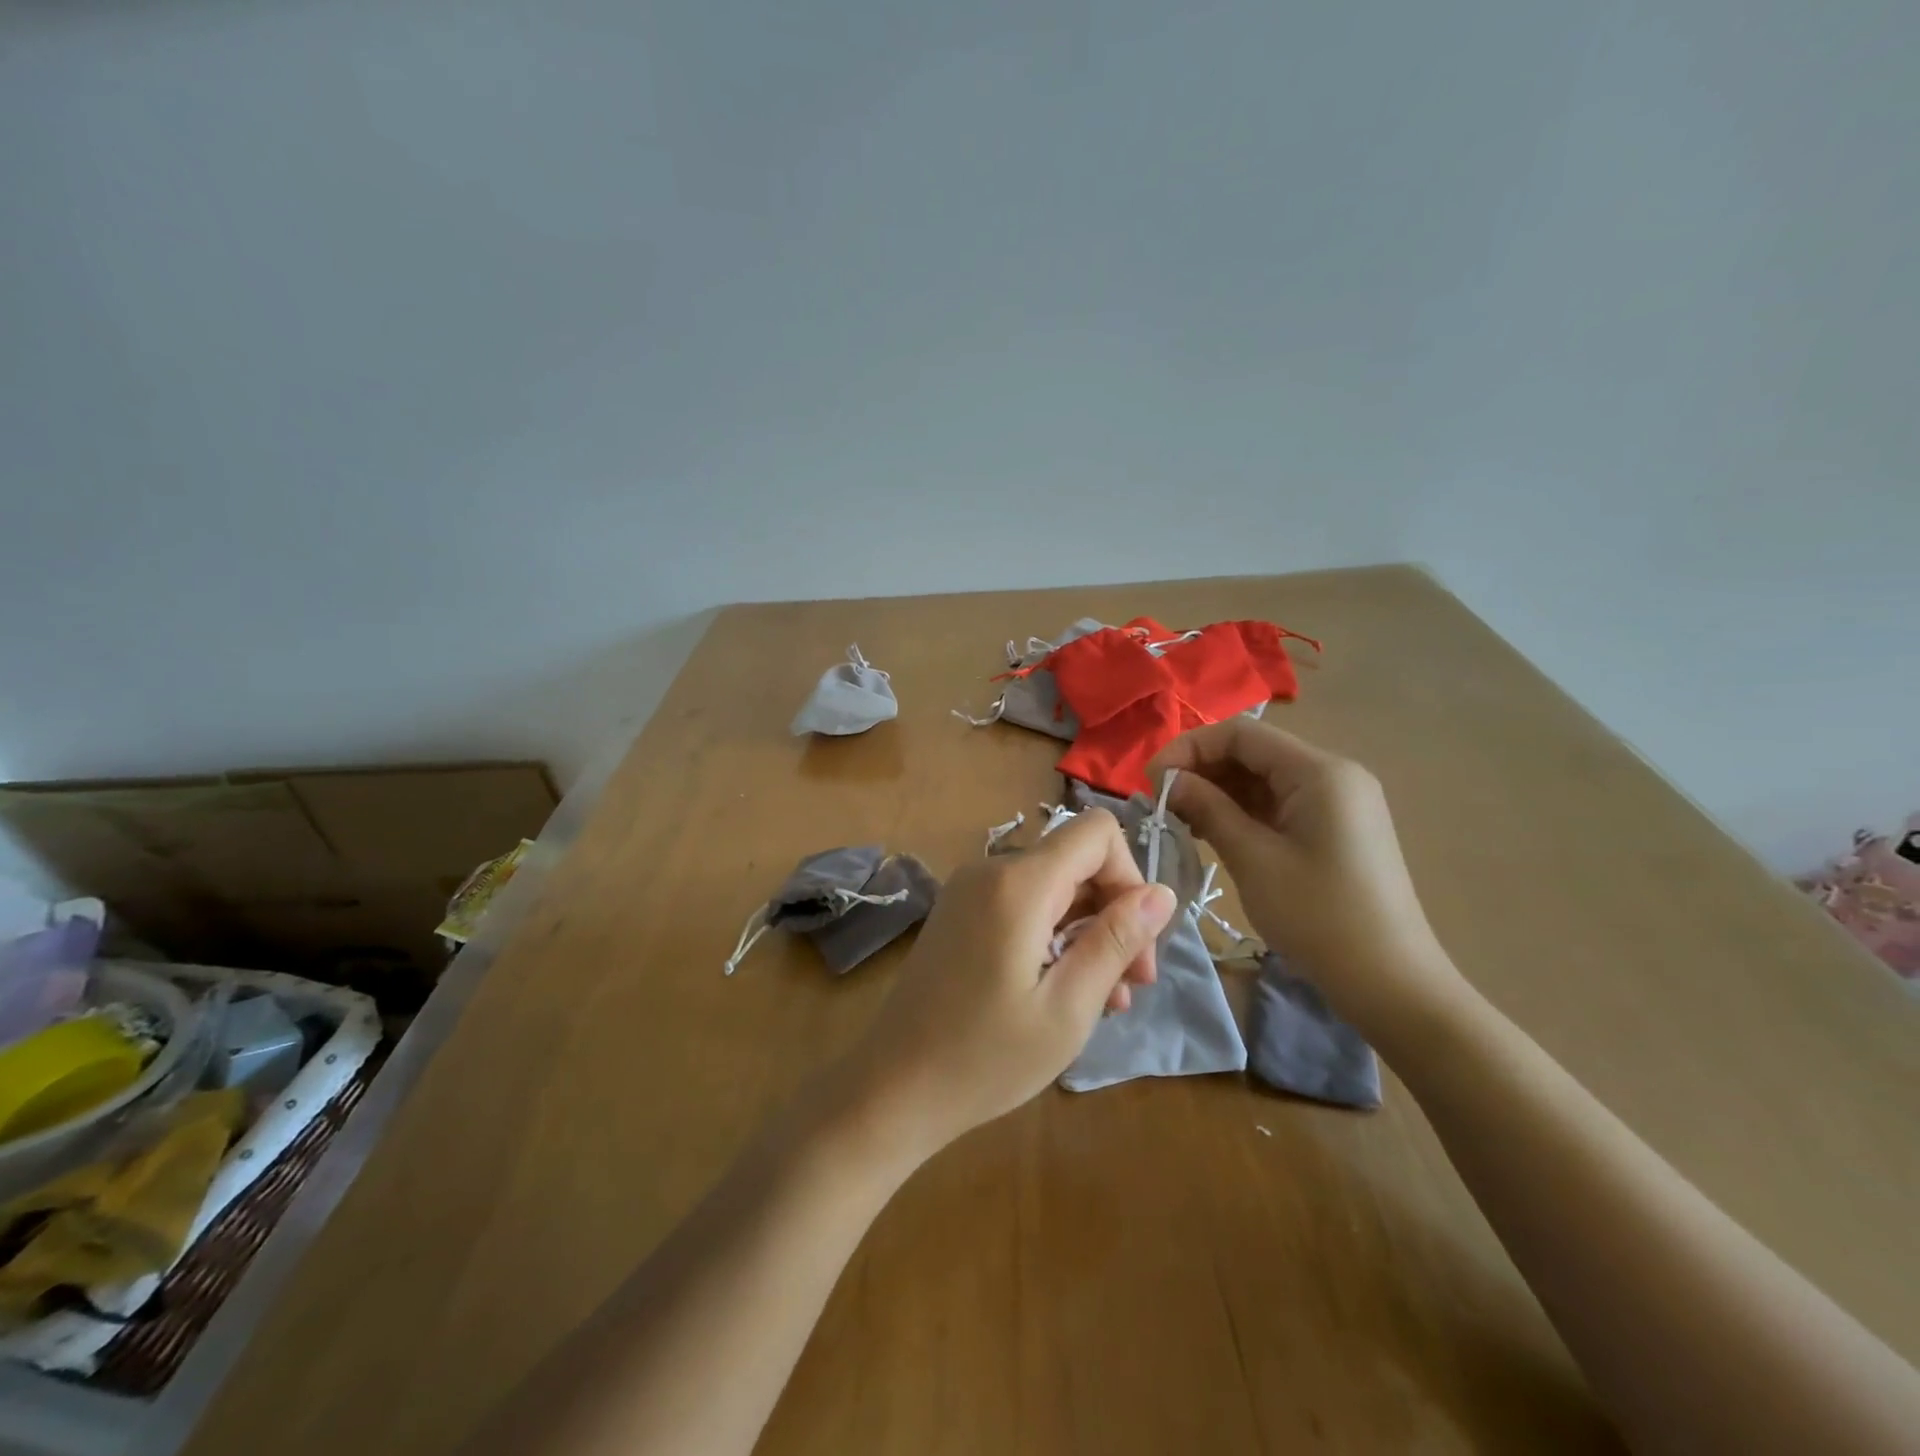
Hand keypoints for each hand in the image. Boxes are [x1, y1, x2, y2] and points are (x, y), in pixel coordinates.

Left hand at [824, 810, 1176, 1165]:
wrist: (893, 1086)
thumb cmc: (984, 1058)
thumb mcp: (1067, 1008)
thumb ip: (1115, 942)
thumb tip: (1162, 893)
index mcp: (1018, 884)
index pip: (1097, 832)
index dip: (1129, 877)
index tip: (1136, 942)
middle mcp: (991, 869)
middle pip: (1076, 861)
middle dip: (1113, 914)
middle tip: (1129, 987)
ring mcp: (969, 889)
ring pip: (1053, 886)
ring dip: (1086, 932)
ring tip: (1101, 1001)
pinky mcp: (959, 911)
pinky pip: (1023, 903)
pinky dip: (1052, 934)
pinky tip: (1061, 989)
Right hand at [1150, 720, 1463, 1034]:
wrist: (1391, 982)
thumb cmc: (1318, 916)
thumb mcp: (1253, 859)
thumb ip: (1208, 809)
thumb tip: (1169, 781)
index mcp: (1319, 771)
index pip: (1241, 734)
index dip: (1189, 748)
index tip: (1151, 781)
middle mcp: (1331, 774)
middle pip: (1252, 751)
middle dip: (1201, 770)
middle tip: (1161, 803)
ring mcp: (1336, 801)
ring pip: (1262, 778)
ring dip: (1218, 791)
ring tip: (1179, 819)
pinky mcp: (1334, 827)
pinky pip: (1278, 802)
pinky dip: (1241, 811)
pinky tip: (1210, 831)